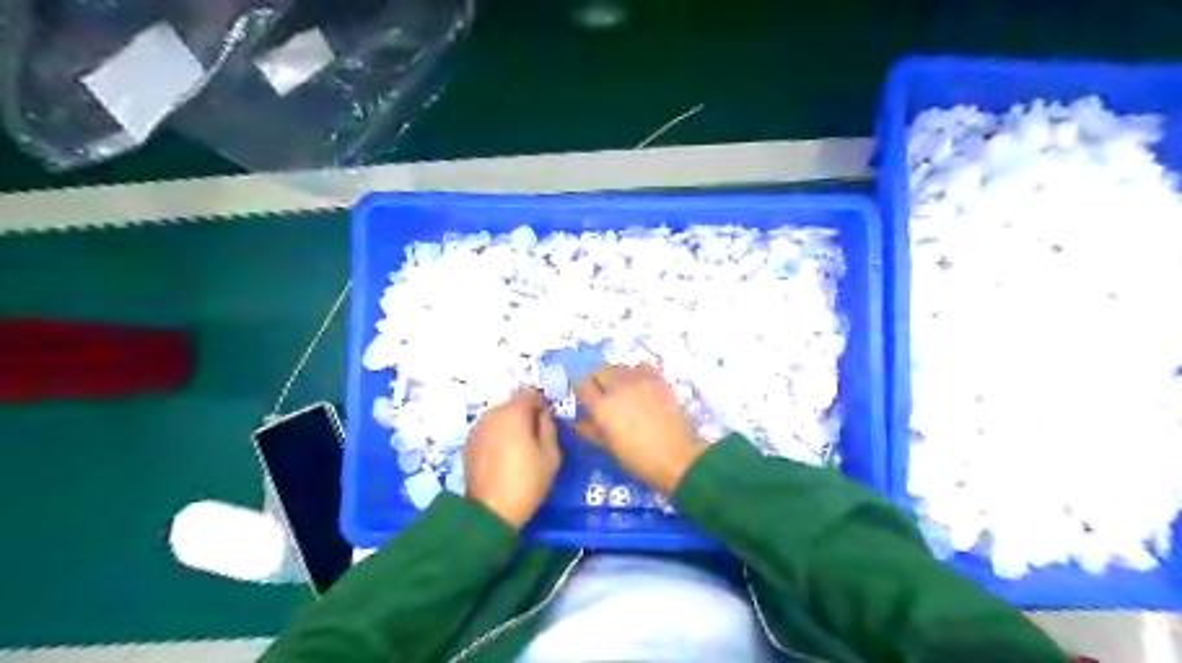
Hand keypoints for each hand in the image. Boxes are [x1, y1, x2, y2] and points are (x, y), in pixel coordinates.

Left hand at [463, 390, 558, 531]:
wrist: (490, 512)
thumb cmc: (527, 482)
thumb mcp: (551, 455)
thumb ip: (549, 427)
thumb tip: (544, 413)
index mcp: (514, 413)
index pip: (530, 393)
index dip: (541, 404)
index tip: (547, 421)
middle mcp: (492, 414)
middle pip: (513, 404)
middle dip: (525, 414)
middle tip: (535, 436)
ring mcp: (477, 428)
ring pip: (499, 416)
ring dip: (510, 425)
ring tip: (519, 447)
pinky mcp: (469, 442)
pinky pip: (488, 430)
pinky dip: (497, 435)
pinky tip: (503, 455)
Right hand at [574, 366, 704, 494]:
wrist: (678, 457)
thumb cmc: (639, 459)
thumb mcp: (608, 447)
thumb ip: (589, 430)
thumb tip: (576, 420)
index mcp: (602, 407)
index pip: (582, 384)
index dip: (583, 393)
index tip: (587, 403)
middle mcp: (618, 387)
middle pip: (599, 371)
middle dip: (598, 382)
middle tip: (605, 398)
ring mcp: (640, 380)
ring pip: (619, 367)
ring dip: (617, 377)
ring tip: (625, 393)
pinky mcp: (658, 379)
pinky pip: (641, 367)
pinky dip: (636, 373)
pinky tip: (641, 387)